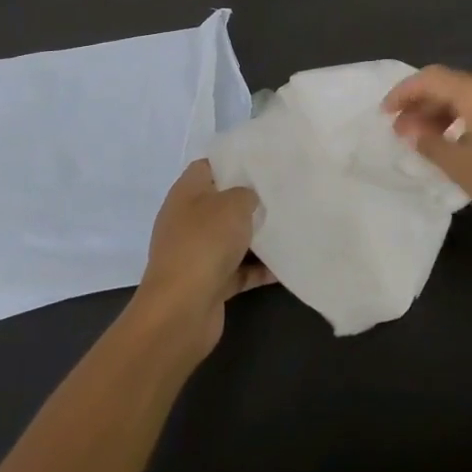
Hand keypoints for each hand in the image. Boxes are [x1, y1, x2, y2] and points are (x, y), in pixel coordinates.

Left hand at [130, 161, 274, 362]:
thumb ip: (247, 194)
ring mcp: (197, 253)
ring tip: (291, 226)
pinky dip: (259, 268)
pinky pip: (239, 270)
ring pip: (232, 238)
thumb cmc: (205, 243)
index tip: (263, 163)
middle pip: (222, 203)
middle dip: (250, 201)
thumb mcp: (233, 204)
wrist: (181, 310)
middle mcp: (188, 221)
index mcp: (186, 194)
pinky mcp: (209, 282)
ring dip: (257, 237)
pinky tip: (286, 265)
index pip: (208, 167)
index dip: (233, 162)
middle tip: (282, 194)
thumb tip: (250, 199)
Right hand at [383, 67, 471, 243]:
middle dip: (423, 103)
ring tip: (423, 138)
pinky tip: (454, 139)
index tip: (385, 113)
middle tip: (401, 130)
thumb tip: (409, 129)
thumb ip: (429, 142)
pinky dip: (466, 117)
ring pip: (471, 95)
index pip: (432, 78)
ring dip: (444, 111)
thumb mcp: (461, 166)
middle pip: (452, 84)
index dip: (404, 92)